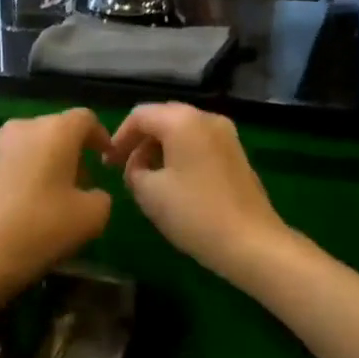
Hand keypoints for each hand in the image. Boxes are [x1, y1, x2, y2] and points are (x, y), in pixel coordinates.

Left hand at [0, 108, 113, 306]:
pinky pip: (12, 163)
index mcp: (55, 131)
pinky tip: (27, 208)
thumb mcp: (91, 218)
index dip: (101, 136)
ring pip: (32, 147)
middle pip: (57, 131)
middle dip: (74, 153)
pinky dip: (26, 176)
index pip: (85, 119)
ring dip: (48, 165)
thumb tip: (91, 194)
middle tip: (84, 184)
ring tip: (56, 199)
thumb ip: (101, 197)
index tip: (107, 159)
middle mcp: (23, 128)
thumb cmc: (40, 228)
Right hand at [106, 102, 288, 281]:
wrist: (251, 242)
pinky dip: (180, 155)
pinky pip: (199, 144)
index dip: (119, 137)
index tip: (107, 164)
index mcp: (183, 121)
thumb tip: (137, 165)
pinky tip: (172, 182)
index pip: (140, 115)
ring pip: (182, 132)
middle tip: (122, 168)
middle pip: (163, 118)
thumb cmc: (194, 213)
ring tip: (145, 178)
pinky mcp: (236, 154)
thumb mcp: (149, 192)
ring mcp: (226, 135)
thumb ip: (133, 170)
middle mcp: (207, 118)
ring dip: (159, 149)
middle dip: (139, 141)